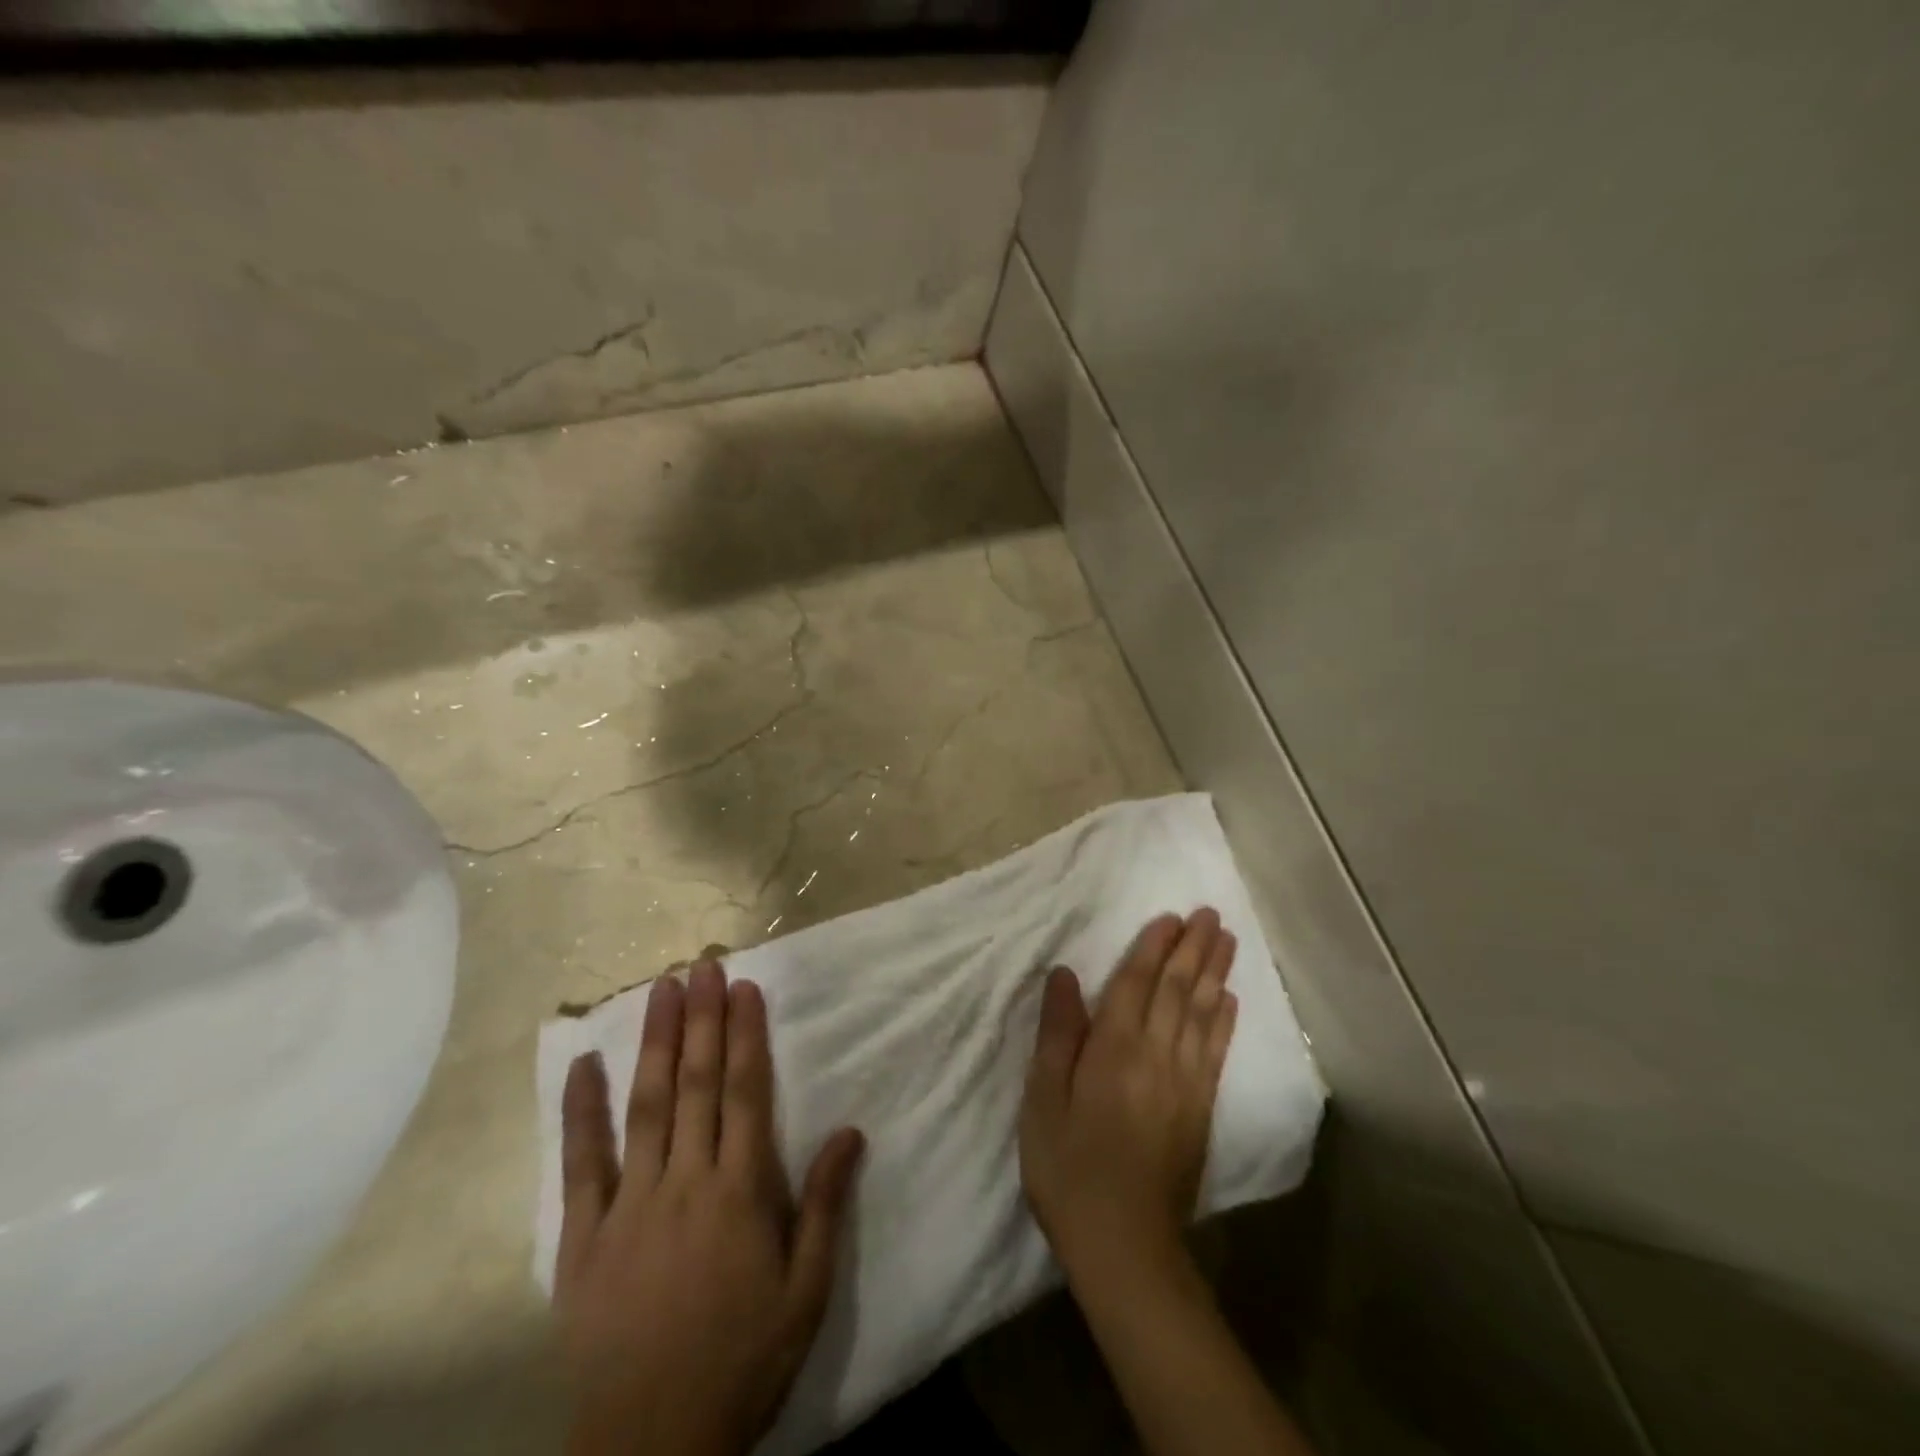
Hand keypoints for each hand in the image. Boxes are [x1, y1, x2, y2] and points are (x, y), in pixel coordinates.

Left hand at [555, 959, 864, 1455]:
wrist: (650, 1449)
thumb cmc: (743, 1361)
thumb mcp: (806, 1291)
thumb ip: (824, 1206)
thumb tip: (852, 1130)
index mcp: (739, 1193)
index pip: (745, 1093)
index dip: (746, 1035)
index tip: (745, 988)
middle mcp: (685, 1183)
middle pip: (696, 1084)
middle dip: (702, 1019)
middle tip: (703, 965)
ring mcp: (629, 1206)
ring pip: (646, 1106)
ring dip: (656, 1043)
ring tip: (661, 989)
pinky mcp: (584, 1236)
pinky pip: (581, 1163)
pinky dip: (582, 1111)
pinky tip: (585, 1063)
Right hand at [1019, 910, 1237, 1282]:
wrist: (1124, 1244)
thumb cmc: (1068, 1166)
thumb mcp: (1043, 1099)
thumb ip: (1057, 1033)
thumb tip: (1065, 974)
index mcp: (1114, 1048)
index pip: (1136, 983)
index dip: (1153, 946)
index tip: (1171, 916)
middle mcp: (1156, 1054)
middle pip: (1177, 989)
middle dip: (1193, 948)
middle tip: (1211, 914)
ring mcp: (1185, 1082)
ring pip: (1203, 1013)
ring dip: (1215, 973)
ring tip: (1227, 940)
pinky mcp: (1201, 1109)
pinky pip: (1216, 1052)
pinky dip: (1224, 1021)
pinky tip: (1229, 1000)